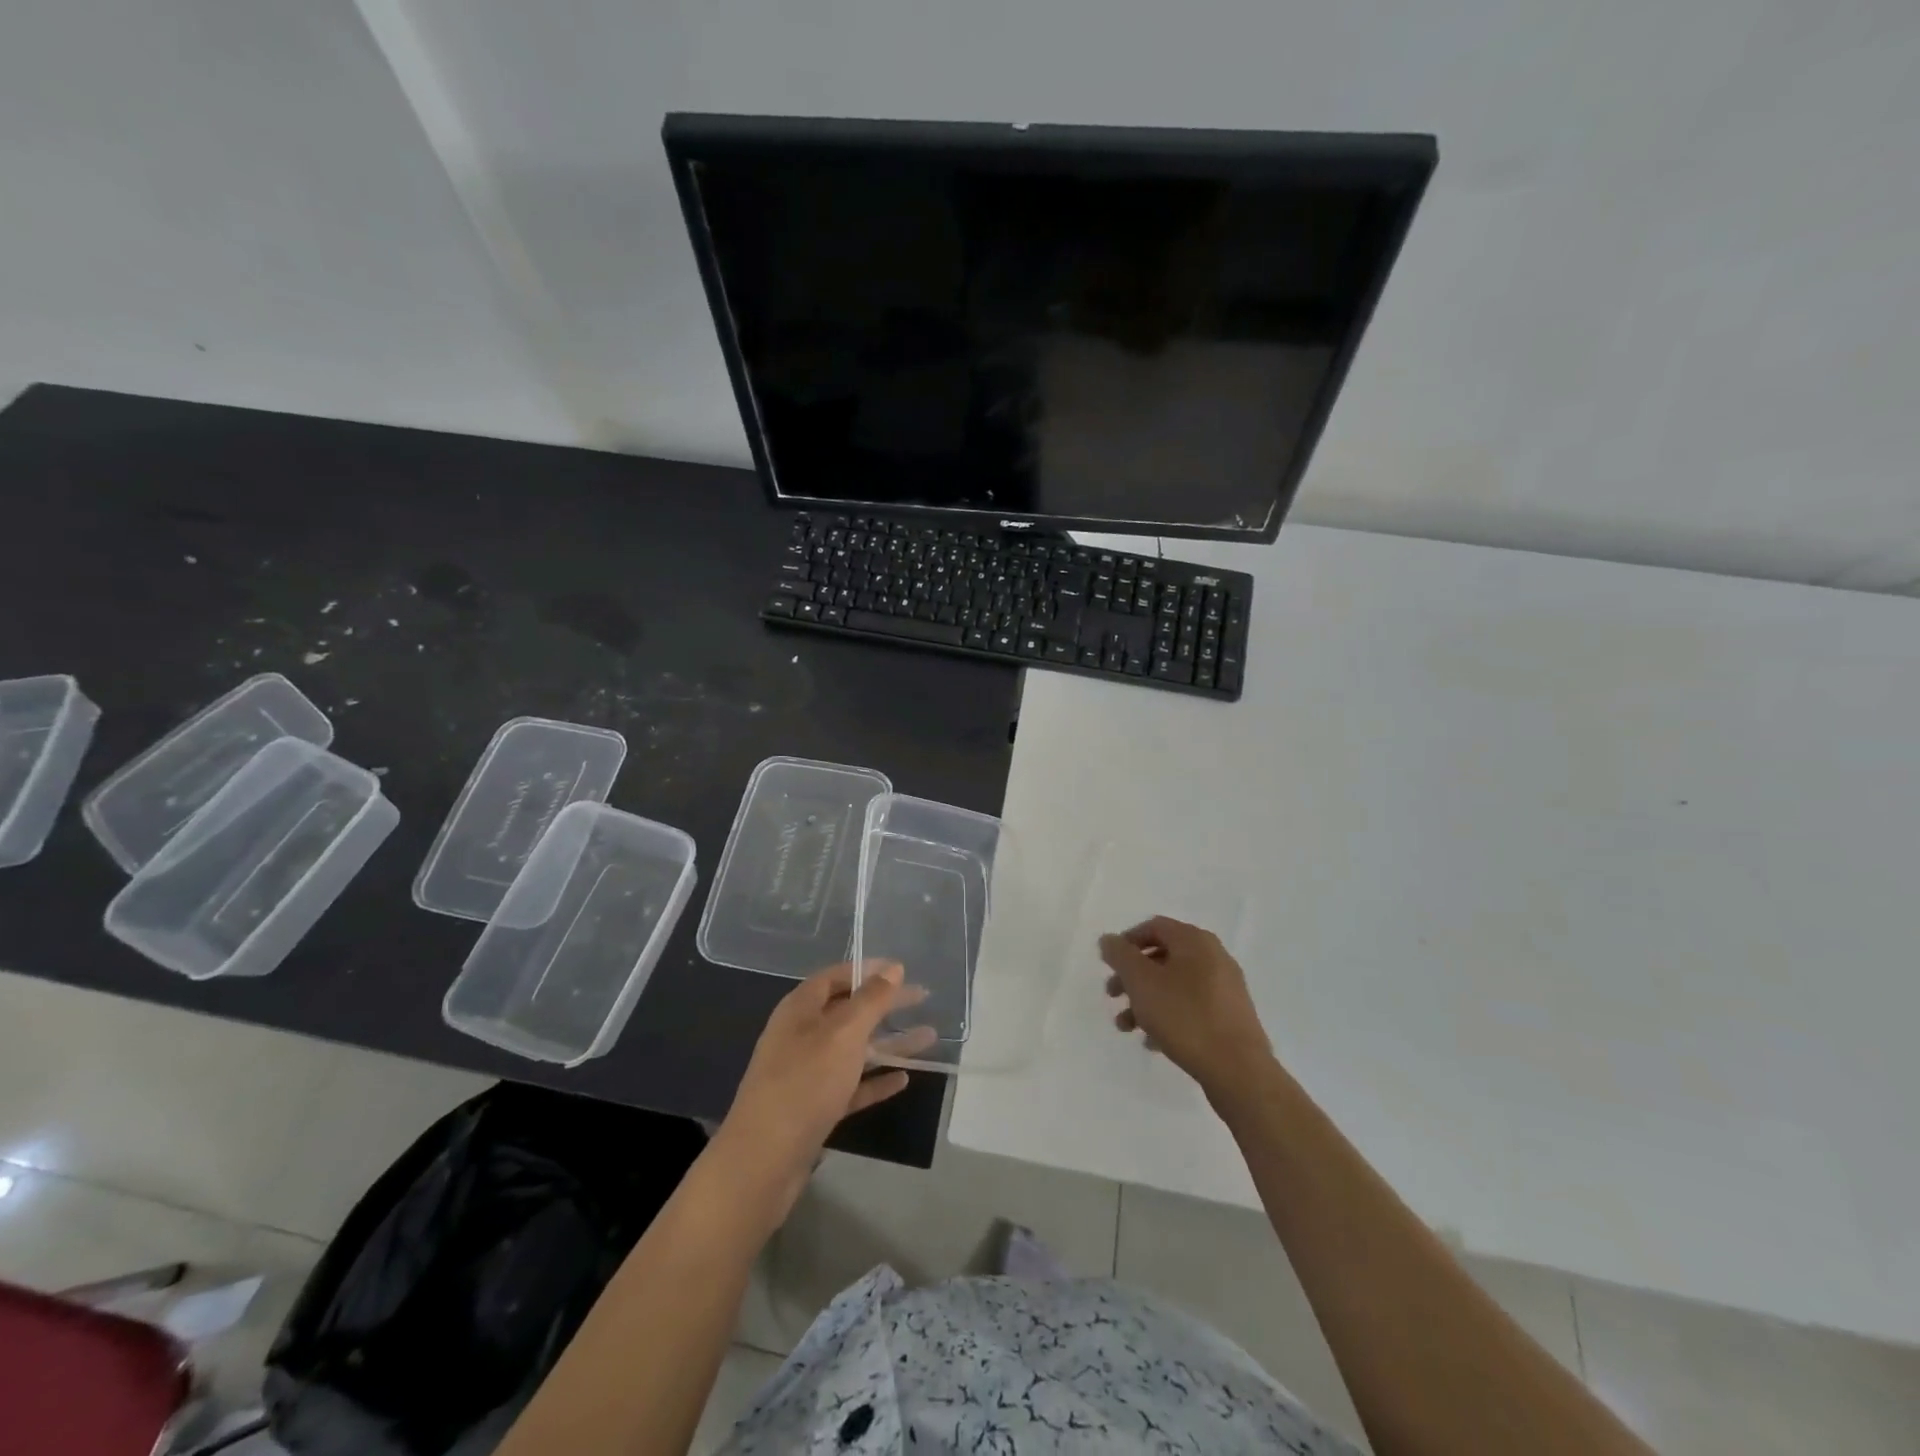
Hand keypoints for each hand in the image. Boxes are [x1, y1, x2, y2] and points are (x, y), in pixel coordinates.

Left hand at [715, 962, 929, 1222]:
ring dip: (888, 1043)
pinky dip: (875, 1080)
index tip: (901, 970)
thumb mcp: (844, 1033)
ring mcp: (806, 1074)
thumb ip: (871, 1000)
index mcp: (800, 1009)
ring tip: (928, 1037)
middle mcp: (801, 1035)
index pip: (835, 977)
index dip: (867, 970)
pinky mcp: (814, 1108)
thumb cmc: (805, 1082)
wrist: (764, 1160)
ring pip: (854, 1050)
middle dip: (885, 1005)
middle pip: (848, 1011)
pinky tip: (903, 1080)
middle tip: (922, 998)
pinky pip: (851, 1085)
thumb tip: (893, 968)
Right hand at [1099, 916, 1273, 1099]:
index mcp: (1195, 940)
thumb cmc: (1184, 1016)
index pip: (1154, 927)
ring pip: (1175, 985)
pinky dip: (1169, 1016)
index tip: (1109, 965)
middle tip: (1113, 996)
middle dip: (1133, 976)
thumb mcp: (1141, 982)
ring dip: (1146, 1000)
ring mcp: (1226, 988)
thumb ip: (1120, 956)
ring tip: (1127, 1027)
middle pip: (1163, 956)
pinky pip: (1191, 1007)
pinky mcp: (1231, 1016)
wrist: (1238, 1070)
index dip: (1127, 942)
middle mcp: (1214, 957)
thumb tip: (1109, 940)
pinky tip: (1153, 1041)